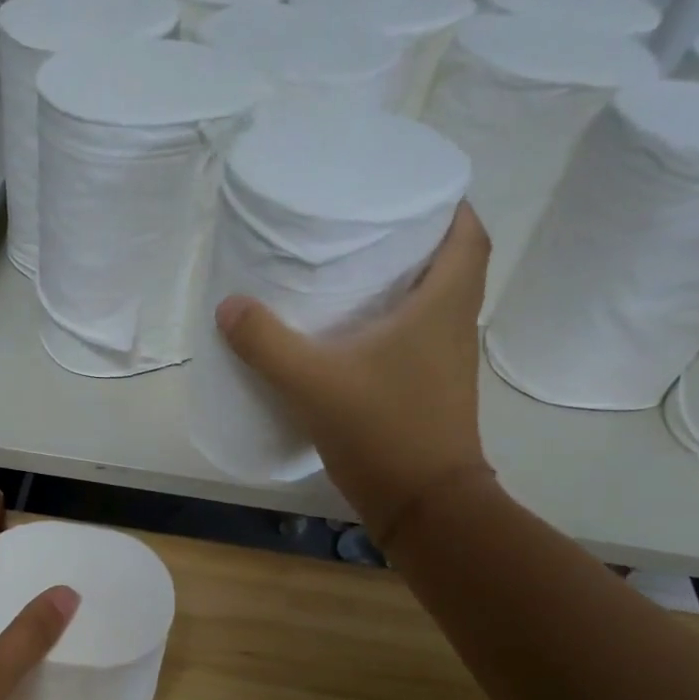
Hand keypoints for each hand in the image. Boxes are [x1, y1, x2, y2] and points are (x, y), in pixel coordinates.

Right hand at [214, 203, 494, 550]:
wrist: (423, 507)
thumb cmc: (382, 431)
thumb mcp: (313, 383)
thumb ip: (267, 343)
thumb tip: (229, 306)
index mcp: (443, 307)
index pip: (468, 235)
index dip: (448, 206)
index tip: (410, 192)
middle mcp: (455, 328)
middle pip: (453, 266)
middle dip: (419, 241)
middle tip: (369, 229)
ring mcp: (448, 364)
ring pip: (437, 306)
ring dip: (408, 285)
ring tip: (356, 274)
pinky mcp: (432, 393)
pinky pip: (419, 341)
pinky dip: (396, 326)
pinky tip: (354, 338)